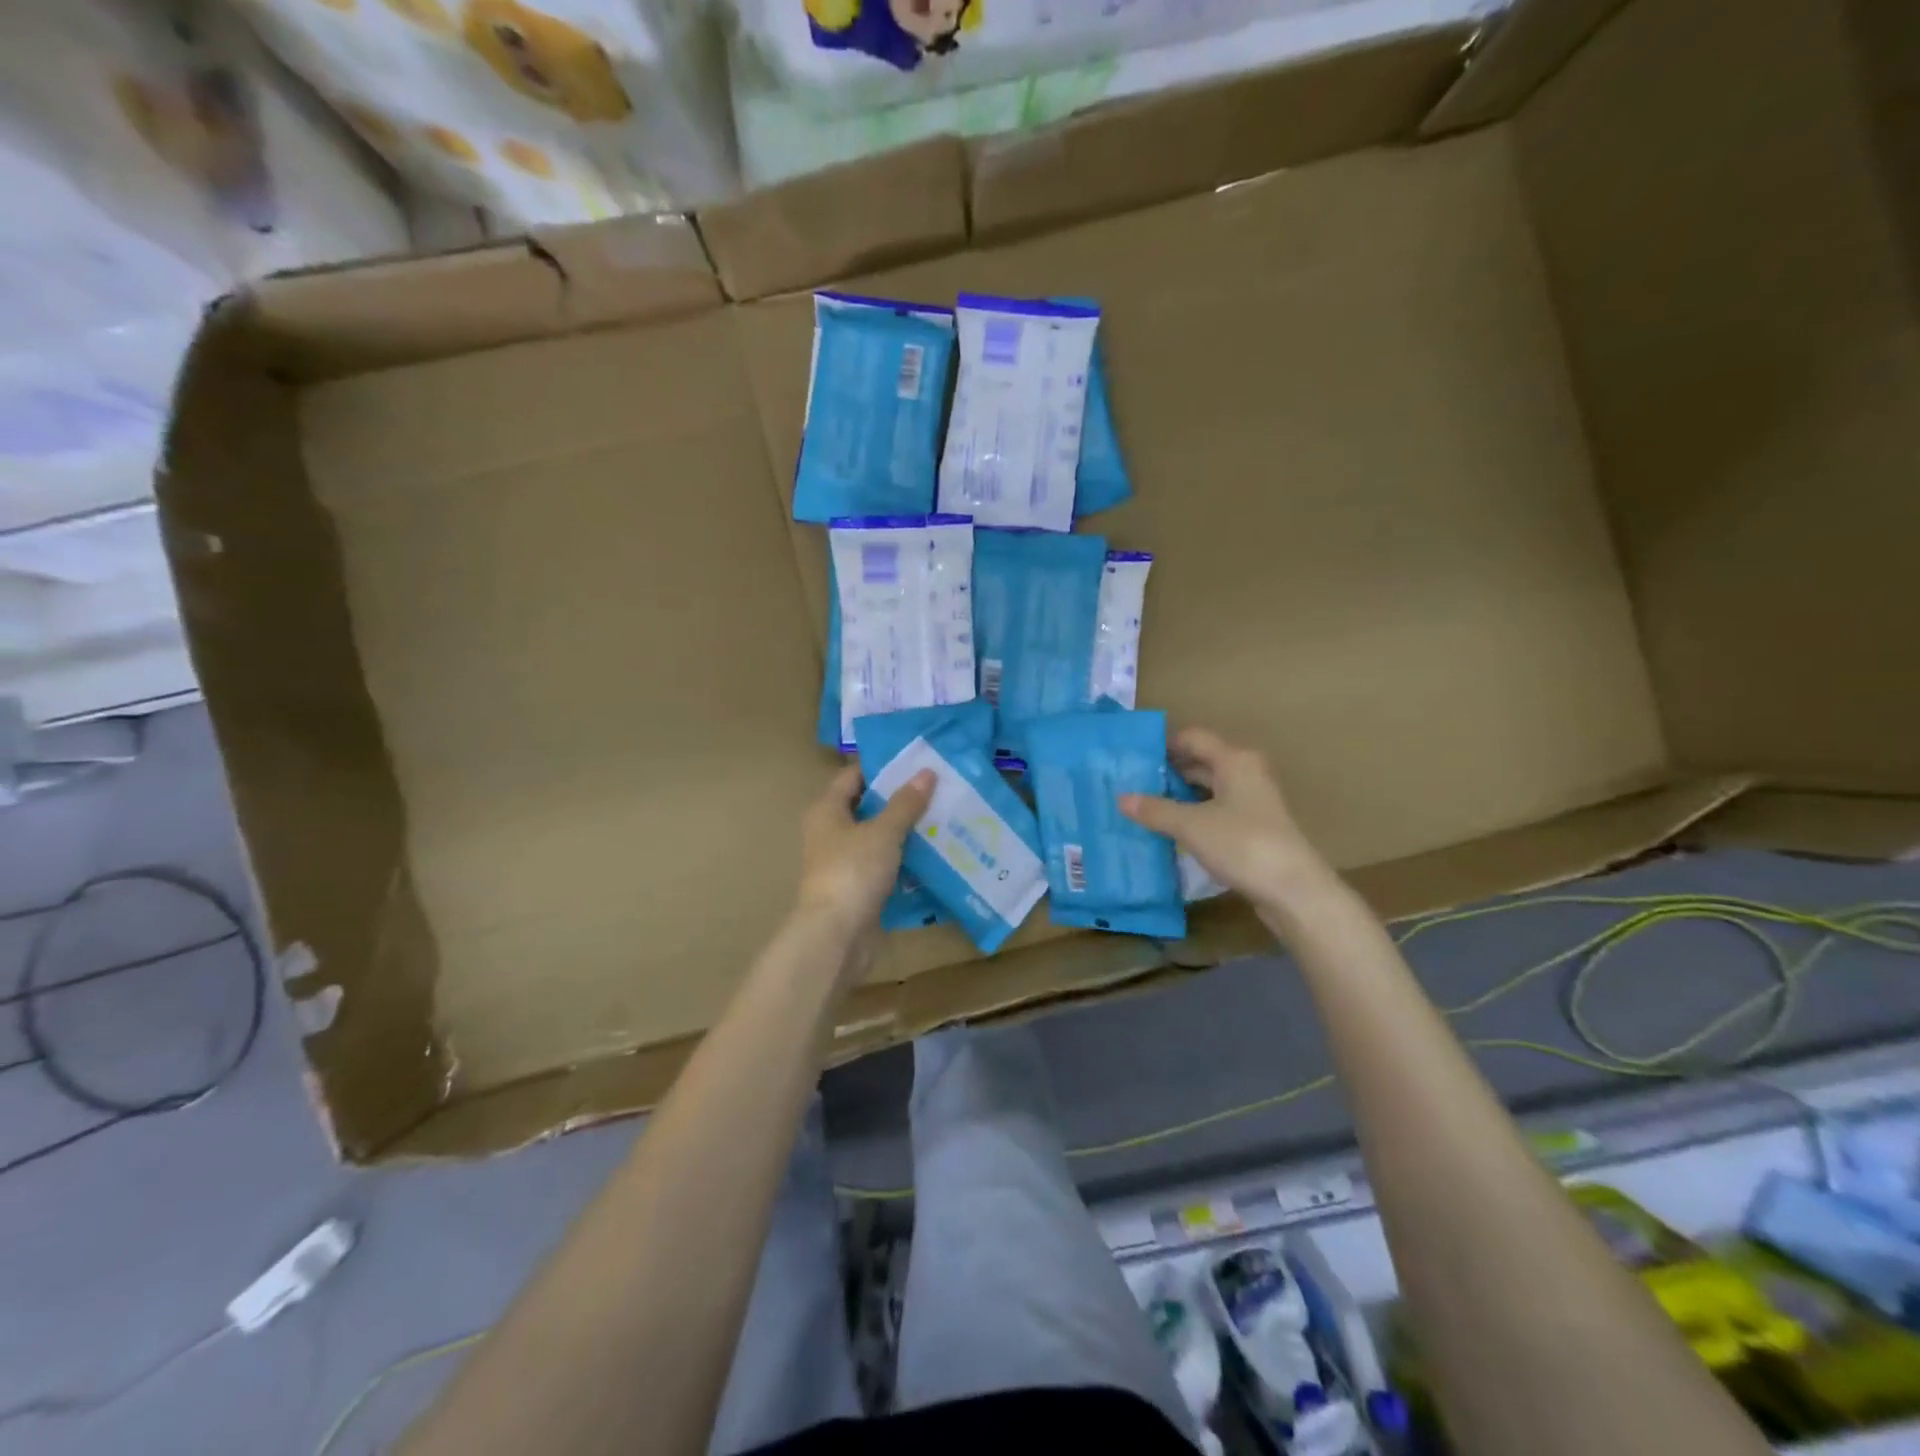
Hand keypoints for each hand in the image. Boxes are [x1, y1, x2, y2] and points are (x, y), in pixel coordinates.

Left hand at [796, 764, 935, 937]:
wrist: (836, 936)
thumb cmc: (853, 872)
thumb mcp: (883, 832)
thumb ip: (905, 803)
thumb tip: (927, 772)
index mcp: (827, 811)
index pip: (852, 776)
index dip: (881, 767)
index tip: (915, 761)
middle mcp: (831, 833)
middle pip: (867, 807)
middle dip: (900, 799)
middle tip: (937, 788)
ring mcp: (844, 863)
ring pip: (879, 838)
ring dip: (906, 831)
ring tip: (943, 817)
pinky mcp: (859, 888)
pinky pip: (885, 865)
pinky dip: (905, 860)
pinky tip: (935, 854)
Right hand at [1119, 728, 1335, 916]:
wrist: (1294, 891)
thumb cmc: (1242, 844)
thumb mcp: (1191, 826)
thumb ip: (1155, 810)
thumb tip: (1121, 798)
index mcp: (1235, 760)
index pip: (1193, 738)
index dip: (1163, 745)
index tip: (1132, 757)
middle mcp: (1246, 773)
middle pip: (1201, 762)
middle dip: (1168, 772)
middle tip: (1131, 783)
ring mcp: (1253, 802)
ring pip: (1208, 789)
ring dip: (1179, 796)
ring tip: (1144, 806)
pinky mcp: (1254, 828)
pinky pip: (1216, 811)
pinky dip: (1193, 815)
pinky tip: (1170, 829)